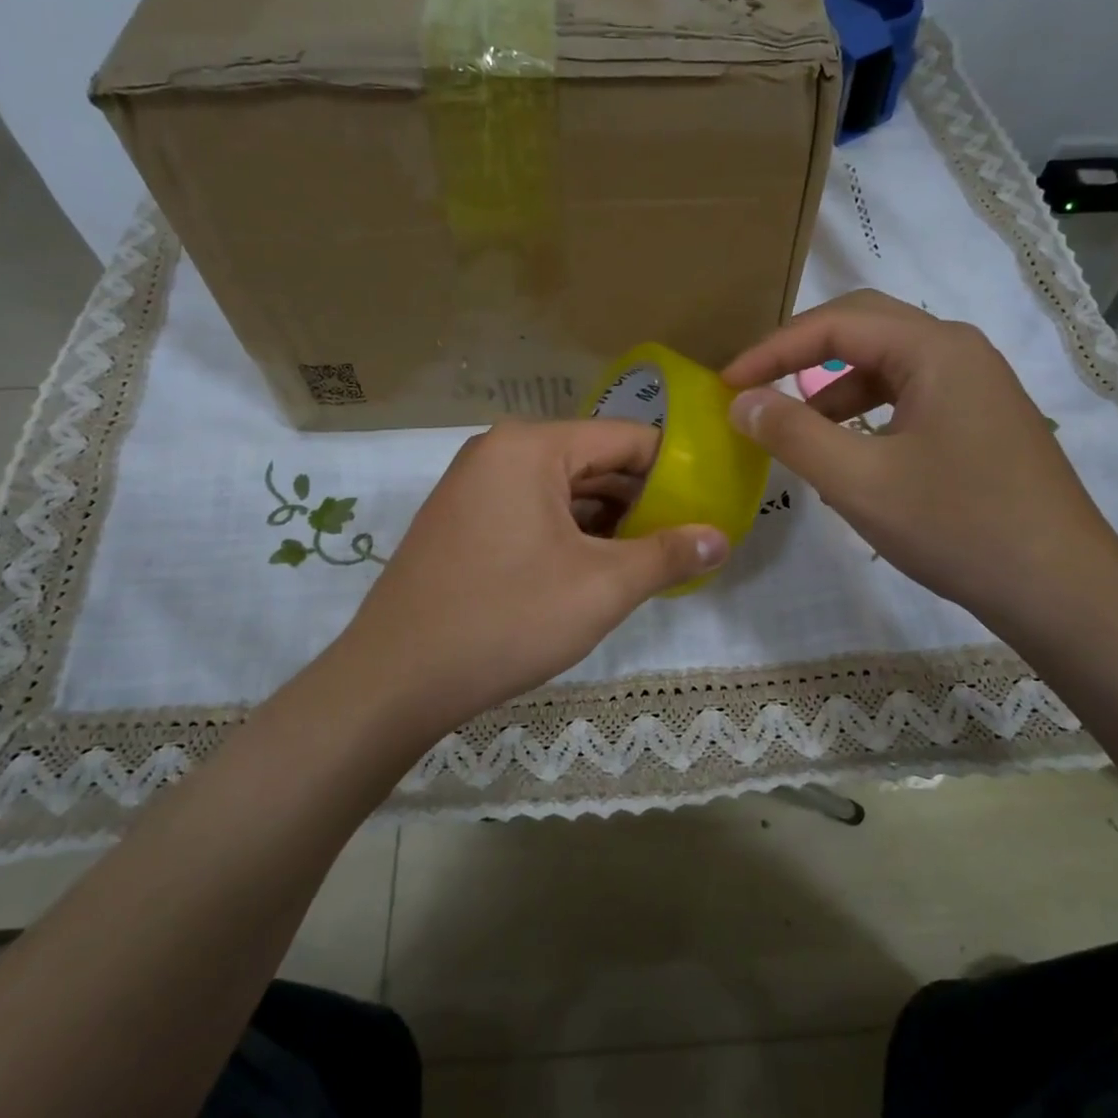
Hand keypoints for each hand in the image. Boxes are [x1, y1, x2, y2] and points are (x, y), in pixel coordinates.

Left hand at [322, 420, 726, 744]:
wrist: (395, 679)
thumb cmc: (506, 619)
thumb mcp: (601, 588)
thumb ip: (667, 555)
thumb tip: (721, 538)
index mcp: (531, 447)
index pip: (626, 438)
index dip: (674, 469)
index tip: (709, 503)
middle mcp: (498, 452)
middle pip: (593, 461)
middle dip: (642, 499)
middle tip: (686, 537)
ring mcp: (473, 486)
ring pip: (562, 490)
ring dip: (607, 521)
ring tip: (650, 557)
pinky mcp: (461, 521)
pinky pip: (531, 512)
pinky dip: (569, 534)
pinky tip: (596, 568)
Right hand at [723, 290, 1117, 631]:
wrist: (1061, 588)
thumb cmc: (957, 527)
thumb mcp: (859, 482)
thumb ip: (793, 434)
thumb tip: (742, 402)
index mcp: (935, 350)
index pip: (836, 323)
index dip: (772, 349)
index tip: (726, 384)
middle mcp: (960, 351)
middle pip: (865, 328)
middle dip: (801, 353)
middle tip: (754, 387)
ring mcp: (977, 386)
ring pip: (887, 364)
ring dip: (833, 387)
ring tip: (795, 430)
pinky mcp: (982, 420)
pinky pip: (910, 396)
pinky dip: (866, 412)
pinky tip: (848, 454)